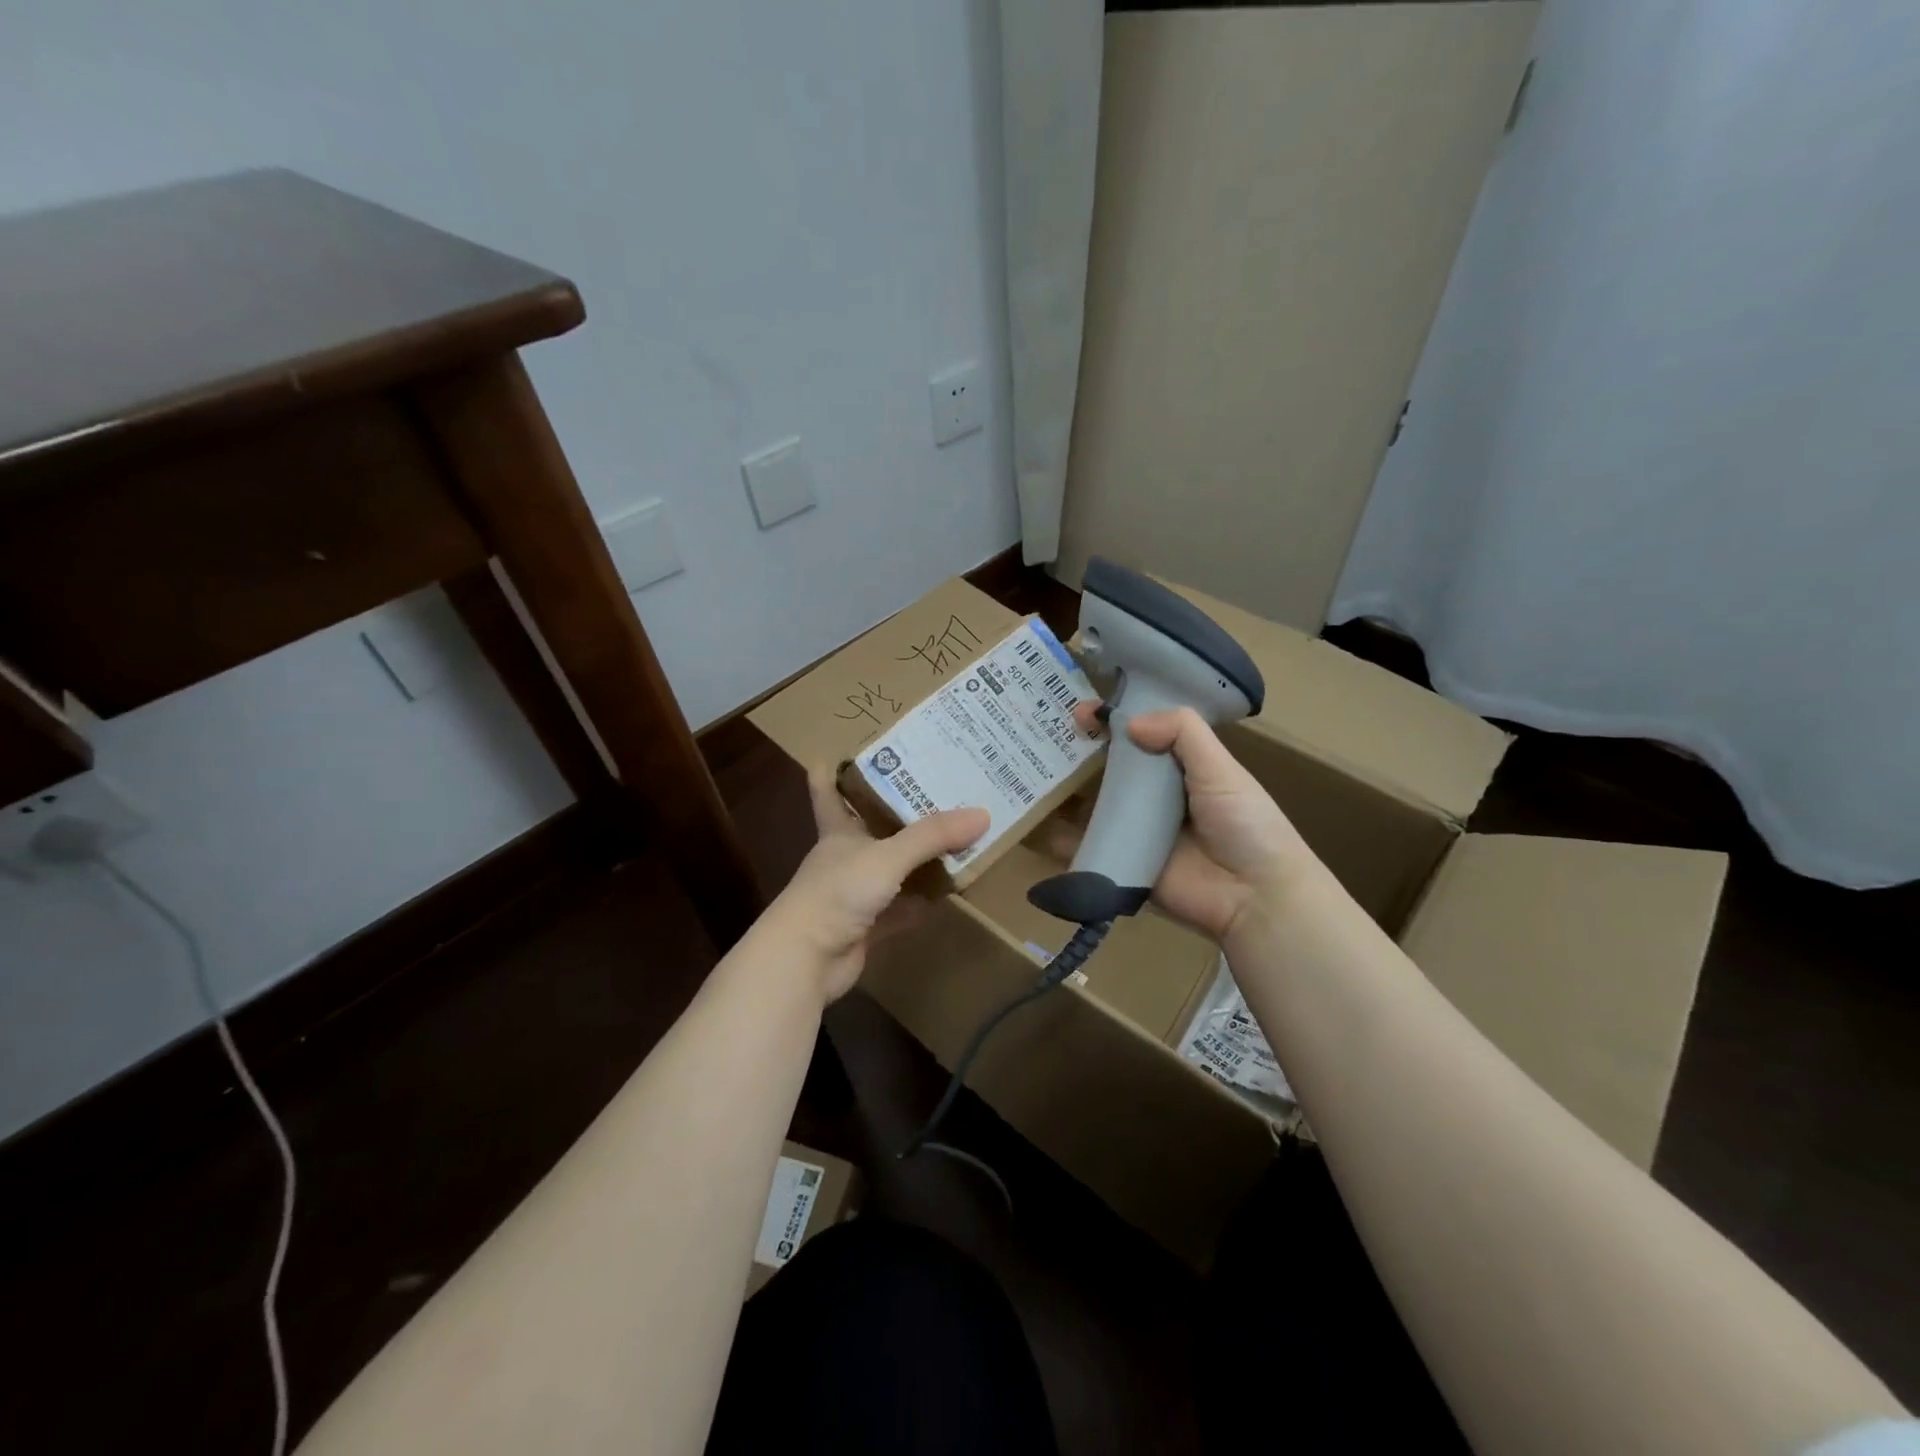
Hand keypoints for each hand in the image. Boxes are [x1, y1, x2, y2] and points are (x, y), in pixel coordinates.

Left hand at [760, 769, 988, 1003]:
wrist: (806, 959)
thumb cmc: (837, 892)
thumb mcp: (888, 856)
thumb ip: (933, 836)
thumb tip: (982, 813)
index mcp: (838, 830)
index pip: (828, 791)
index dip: (829, 771)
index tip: (835, 750)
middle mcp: (845, 857)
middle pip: (871, 828)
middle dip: (898, 812)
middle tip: (933, 789)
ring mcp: (855, 894)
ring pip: (891, 870)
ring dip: (916, 861)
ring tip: (953, 838)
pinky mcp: (866, 926)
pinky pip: (900, 909)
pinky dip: (920, 904)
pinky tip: (946, 896)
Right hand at [1049, 704, 1314, 942]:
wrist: (1255, 897)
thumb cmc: (1245, 825)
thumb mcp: (1221, 768)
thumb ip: (1183, 733)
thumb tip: (1129, 722)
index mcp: (1181, 769)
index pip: (1140, 735)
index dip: (1112, 721)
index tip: (1081, 712)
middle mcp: (1154, 796)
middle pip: (1109, 768)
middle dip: (1078, 752)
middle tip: (1039, 737)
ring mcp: (1136, 831)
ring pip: (1092, 805)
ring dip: (1062, 791)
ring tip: (1026, 772)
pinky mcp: (1122, 864)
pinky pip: (1085, 847)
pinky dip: (1057, 839)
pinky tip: (1031, 822)